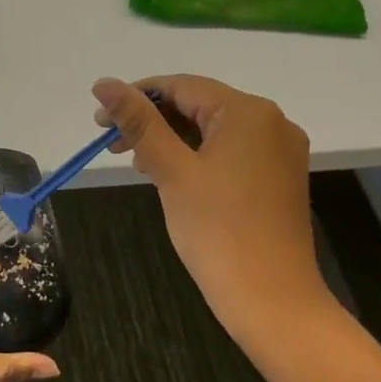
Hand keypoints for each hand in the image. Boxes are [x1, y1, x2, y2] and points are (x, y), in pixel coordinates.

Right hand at [92, 75, 332, 354]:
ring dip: (172, 141)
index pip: (182, 86)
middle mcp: (272, 122)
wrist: (271, 299)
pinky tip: (172, 177)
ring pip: (214, 131)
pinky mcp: (278, 178)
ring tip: (138, 164)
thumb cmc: (217, 230)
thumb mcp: (171, 170)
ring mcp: (280, 152)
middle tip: (112, 146)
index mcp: (248, 112)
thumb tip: (104, 83)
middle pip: (200, 106)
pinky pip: (231, 153)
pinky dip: (197, 158)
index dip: (137, 97)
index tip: (100, 122)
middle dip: (153, 122)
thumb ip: (138, 122)